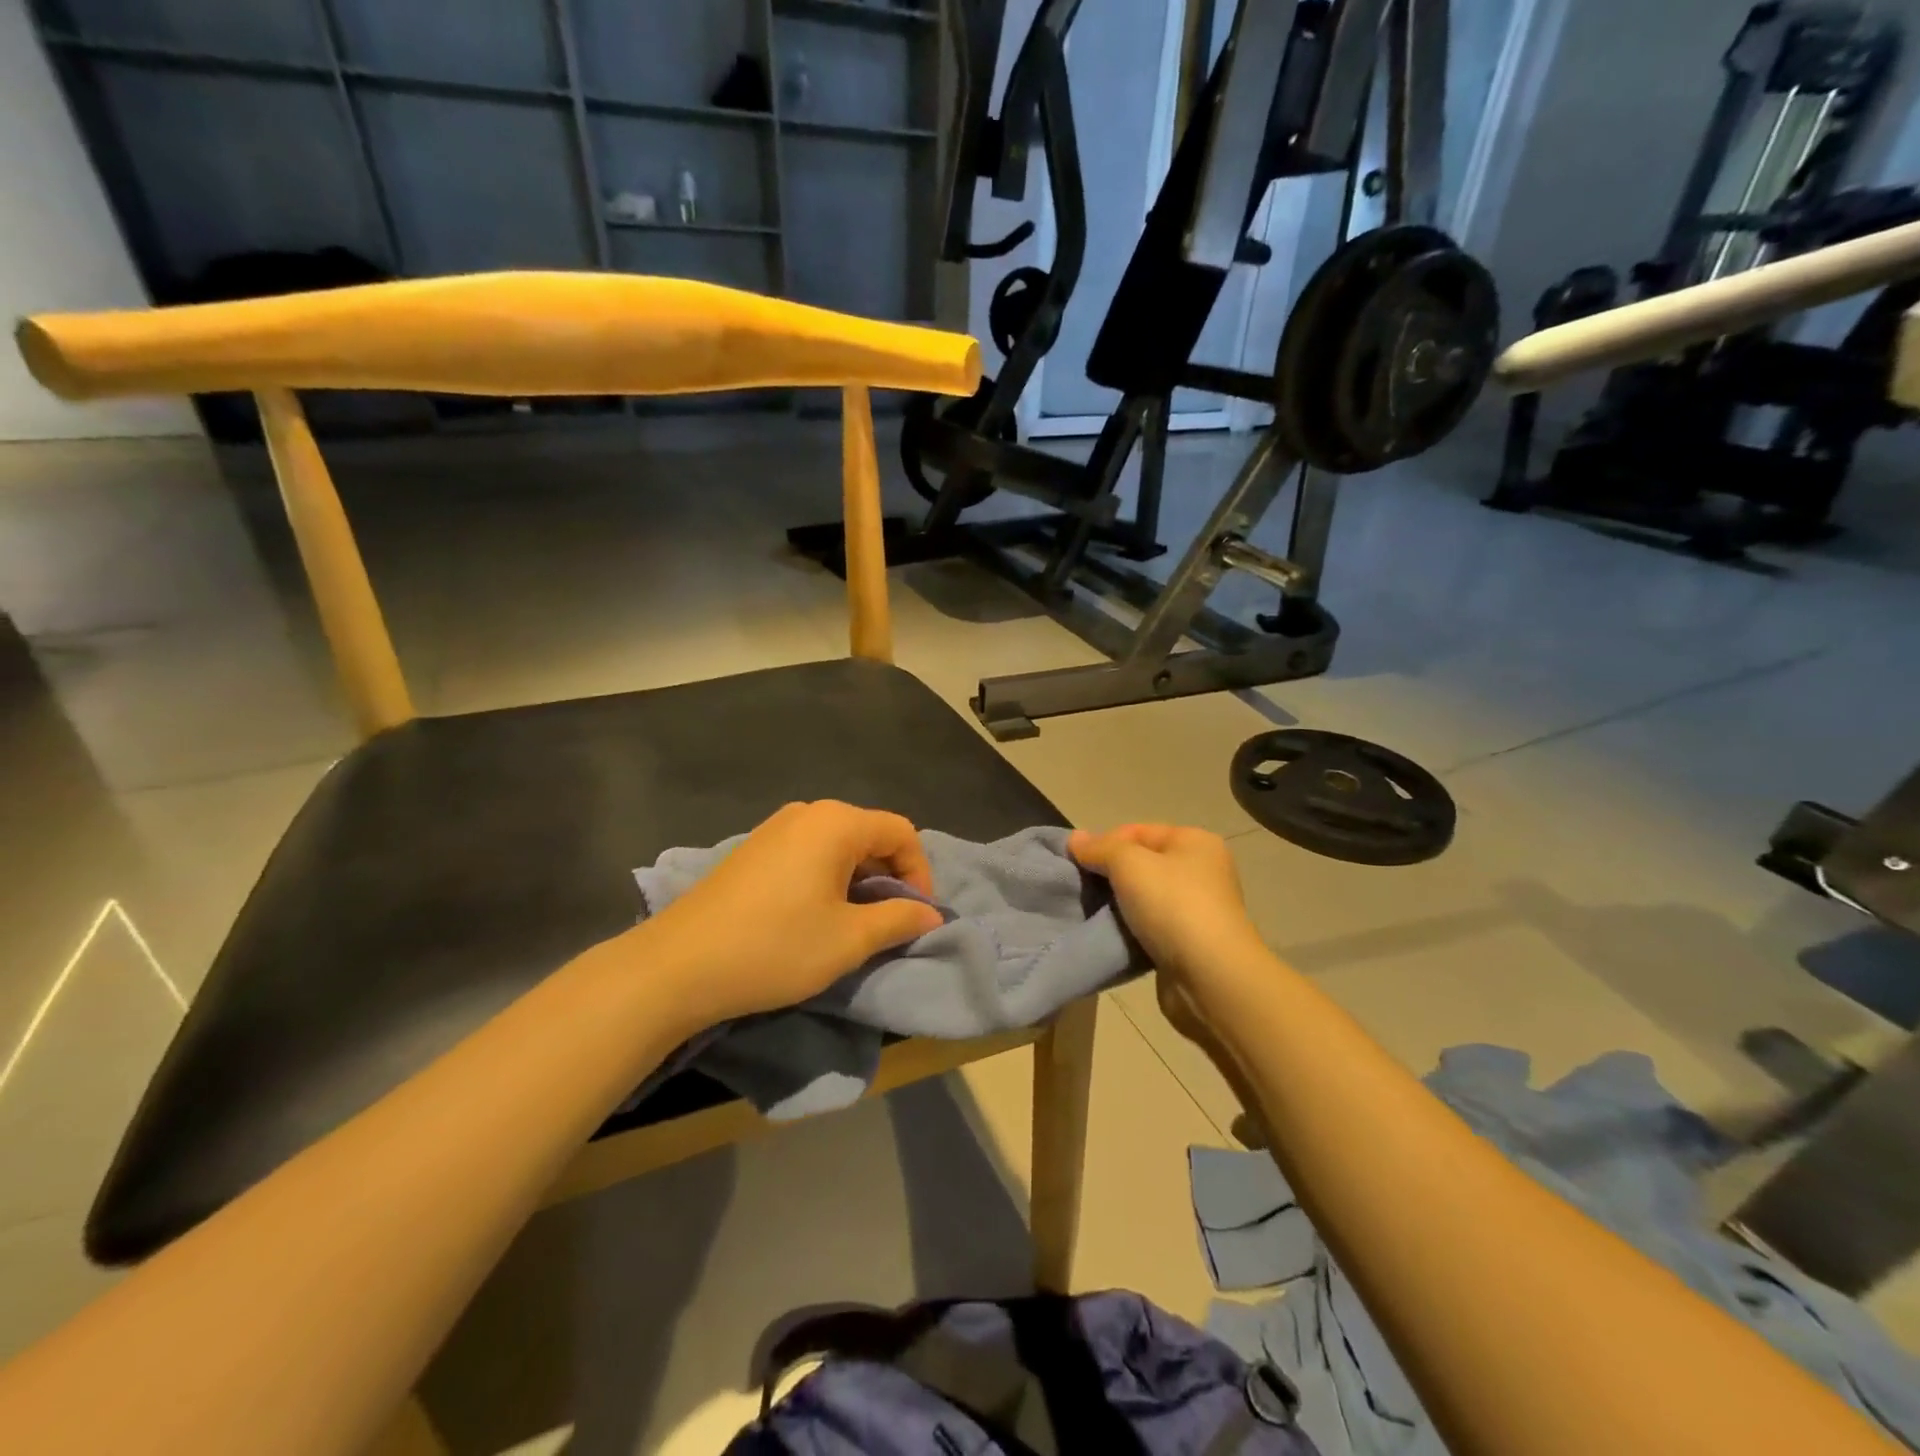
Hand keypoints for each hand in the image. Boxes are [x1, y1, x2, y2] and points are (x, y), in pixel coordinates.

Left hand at [642, 801, 945, 1030]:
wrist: (678, 965)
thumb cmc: (775, 946)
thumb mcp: (848, 939)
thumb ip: (898, 919)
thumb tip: (931, 914)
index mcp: (836, 823)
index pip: (901, 832)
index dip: (920, 873)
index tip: (915, 916)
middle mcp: (808, 813)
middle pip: (870, 834)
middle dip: (889, 877)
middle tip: (888, 923)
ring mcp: (775, 828)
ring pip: (839, 845)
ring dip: (859, 880)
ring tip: (853, 924)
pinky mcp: (754, 848)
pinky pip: (809, 852)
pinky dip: (828, 878)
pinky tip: (814, 915)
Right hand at [1068, 824, 1267, 1010]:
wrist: (1210, 978)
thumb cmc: (1173, 906)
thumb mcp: (1129, 864)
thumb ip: (1100, 848)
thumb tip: (1075, 839)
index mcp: (1195, 842)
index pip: (1138, 831)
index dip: (1105, 843)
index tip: (1076, 864)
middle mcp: (1202, 871)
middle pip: (1142, 864)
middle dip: (1109, 875)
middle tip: (1081, 889)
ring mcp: (1198, 909)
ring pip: (1144, 898)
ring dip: (1118, 905)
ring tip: (1092, 913)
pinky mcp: (1190, 943)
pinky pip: (1151, 927)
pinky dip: (1131, 930)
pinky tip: (1112, 936)